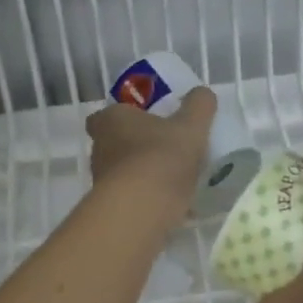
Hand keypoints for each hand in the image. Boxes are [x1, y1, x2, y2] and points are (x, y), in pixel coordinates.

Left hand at [85, 87, 216, 218]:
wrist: (142, 209)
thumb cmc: (162, 156)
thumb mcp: (191, 126)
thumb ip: (199, 106)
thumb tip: (203, 93)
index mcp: (111, 121)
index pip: (104, 115)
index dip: (123, 117)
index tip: (145, 122)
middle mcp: (100, 148)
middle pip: (115, 144)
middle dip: (137, 146)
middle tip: (166, 148)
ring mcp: (102, 180)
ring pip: (124, 172)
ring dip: (144, 174)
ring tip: (175, 179)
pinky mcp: (112, 207)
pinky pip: (133, 198)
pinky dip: (149, 199)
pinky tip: (175, 205)